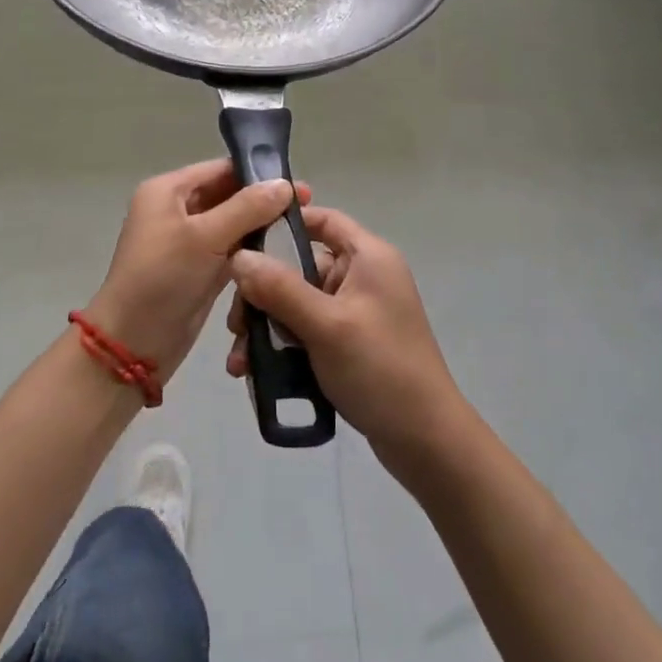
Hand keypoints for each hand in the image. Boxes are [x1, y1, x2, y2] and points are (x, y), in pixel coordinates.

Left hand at [87, 160, 311, 383]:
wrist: (132, 345)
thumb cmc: (163, 279)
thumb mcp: (205, 237)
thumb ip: (247, 208)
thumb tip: (285, 183)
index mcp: (167, 191)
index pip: (219, 169)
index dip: (258, 174)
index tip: (298, 186)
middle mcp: (176, 210)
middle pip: (227, 195)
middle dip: (263, 202)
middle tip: (307, 209)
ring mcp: (186, 242)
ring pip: (231, 224)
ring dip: (260, 227)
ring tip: (300, 230)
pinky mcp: (197, 270)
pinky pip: (229, 250)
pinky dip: (251, 251)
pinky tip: (281, 253)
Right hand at [224, 204, 468, 472]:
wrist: (426, 442)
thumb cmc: (380, 369)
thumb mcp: (325, 325)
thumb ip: (279, 288)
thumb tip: (238, 256)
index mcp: (368, 257)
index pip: (322, 219)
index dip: (282, 225)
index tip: (243, 245)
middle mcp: (363, 276)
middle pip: (301, 266)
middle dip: (263, 293)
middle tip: (235, 324)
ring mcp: (357, 312)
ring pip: (298, 302)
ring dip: (267, 326)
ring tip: (241, 360)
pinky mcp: (350, 343)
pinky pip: (307, 330)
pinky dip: (283, 345)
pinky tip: (256, 371)